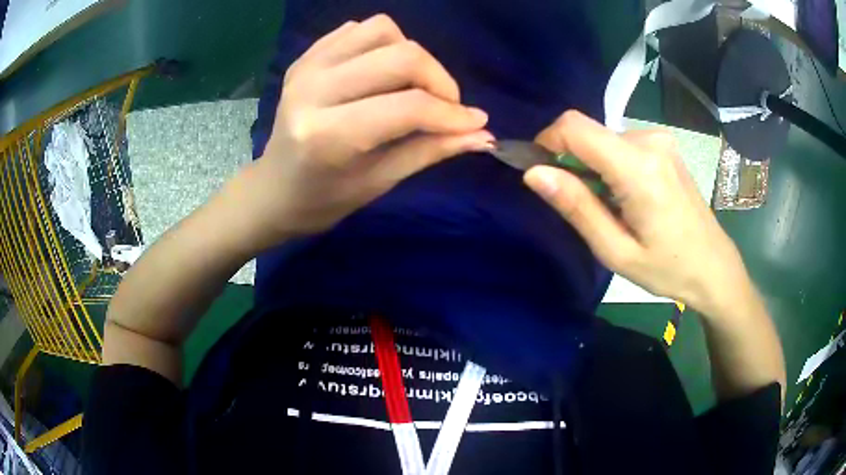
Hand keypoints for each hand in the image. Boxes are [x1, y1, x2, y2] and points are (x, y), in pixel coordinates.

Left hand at [240, 14, 492, 250]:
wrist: (273, 189)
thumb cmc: (325, 199)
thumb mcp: (381, 181)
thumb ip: (432, 150)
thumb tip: (482, 134)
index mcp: (328, 135)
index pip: (409, 107)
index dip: (452, 113)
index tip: (475, 122)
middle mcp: (314, 90)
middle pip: (401, 56)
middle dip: (439, 79)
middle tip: (446, 106)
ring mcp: (307, 67)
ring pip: (382, 30)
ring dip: (410, 54)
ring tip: (411, 85)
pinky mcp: (305, 57)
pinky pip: (358, 29)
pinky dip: (383, 44)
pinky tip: (381, 72)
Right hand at [524, 111, 750, 316]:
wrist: (713, 265)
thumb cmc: (668, 268)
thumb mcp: (616, 251)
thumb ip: (576, 207)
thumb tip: (534, 173)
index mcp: (638, 167)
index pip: (574, 127)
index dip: (548, 142)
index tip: (542, 173)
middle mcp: (649, 140)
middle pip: (589, 133)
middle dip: (573, 162)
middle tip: (584, 207)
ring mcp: (660, 139)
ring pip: (604, 139)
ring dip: (594, 167)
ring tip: (612, 208)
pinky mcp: (664, 144)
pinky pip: (621, 144)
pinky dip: (611, 165)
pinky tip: (628, 197)